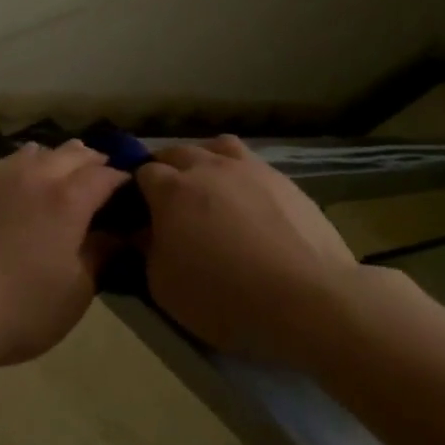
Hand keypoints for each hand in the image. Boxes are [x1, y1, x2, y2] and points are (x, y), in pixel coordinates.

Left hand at [0, 141, 126, 372]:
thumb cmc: (20, 309)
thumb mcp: (75, 293)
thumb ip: (100, 256)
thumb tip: (116, 235)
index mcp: (67, 199)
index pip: (105, 175)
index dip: (123, 181)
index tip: (133, 193)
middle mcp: (36, 177)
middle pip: (73, 153)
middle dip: (94, 163)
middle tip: (104, 182)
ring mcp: (0, 180)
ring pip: (38, 152)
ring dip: (59, 160)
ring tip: (65, 179)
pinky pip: (10, 166)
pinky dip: (28, 169)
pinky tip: (25, 191)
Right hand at [137, 137, 358, 362]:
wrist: (306, 297)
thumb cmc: (225, 296)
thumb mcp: (165, 287)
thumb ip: (147, 251)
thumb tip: (142, 231)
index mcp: (171, 189)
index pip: (143, 172)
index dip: (138, 190)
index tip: (140, 212)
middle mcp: (207, 166)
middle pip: (177, 152)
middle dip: (167, 170)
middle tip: (171, 201)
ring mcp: (248, 167)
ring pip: (216, 147)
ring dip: (206, 161)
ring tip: (210, 187)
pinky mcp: (282, 179)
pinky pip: (251, 164)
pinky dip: (241, 176)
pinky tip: (248, 201)